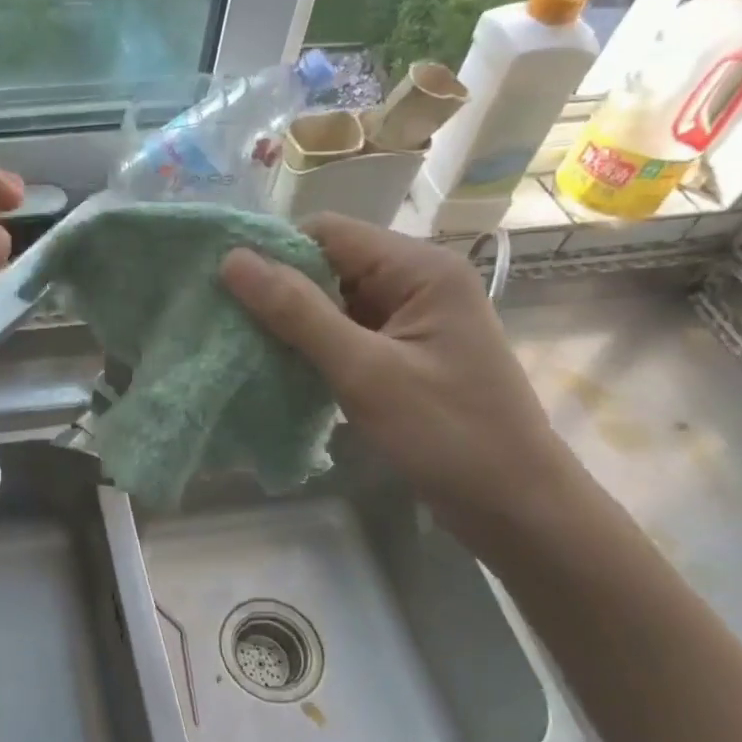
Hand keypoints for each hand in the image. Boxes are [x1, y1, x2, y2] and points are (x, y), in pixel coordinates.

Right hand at [220, 215, 581, 551]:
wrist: (516, 508)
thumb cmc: (447, 434)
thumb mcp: (365, 371)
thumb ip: (297, 312)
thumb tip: (232, 260)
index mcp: (420, 268)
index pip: (328, 233)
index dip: (274, 253)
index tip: (224, 287)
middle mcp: (417, 281)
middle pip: (329, 265)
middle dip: (279, 290)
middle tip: (225, 321)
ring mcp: (412, 319)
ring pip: (332, 301)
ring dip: (292, 322)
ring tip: (242, 345)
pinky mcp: (404, 353)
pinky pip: (346, 333)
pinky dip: (312, 346)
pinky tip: (280, 367)